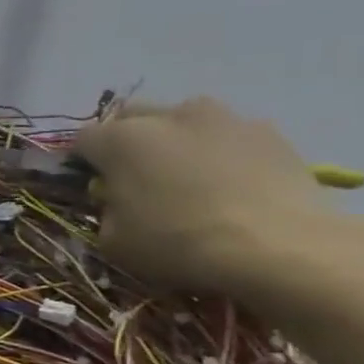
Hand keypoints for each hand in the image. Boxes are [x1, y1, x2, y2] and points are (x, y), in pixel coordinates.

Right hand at [72, 97, 333, 295]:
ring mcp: (224, 119)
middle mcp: (167, 116)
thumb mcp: (112, 239)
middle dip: (129, 140)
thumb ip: (107, 209)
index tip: (95, 186)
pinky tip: (232, 186)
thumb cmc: (177, 243)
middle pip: (133, 117)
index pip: (83, 140)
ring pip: (185, 121)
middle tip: (138, 176)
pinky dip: (223, 153)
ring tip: (191, 177)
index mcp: (120, 139)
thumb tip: (118, 199)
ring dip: (178, 141)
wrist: (280, 247)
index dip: (84, 163)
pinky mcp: (271, 132)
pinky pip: (230, 136)